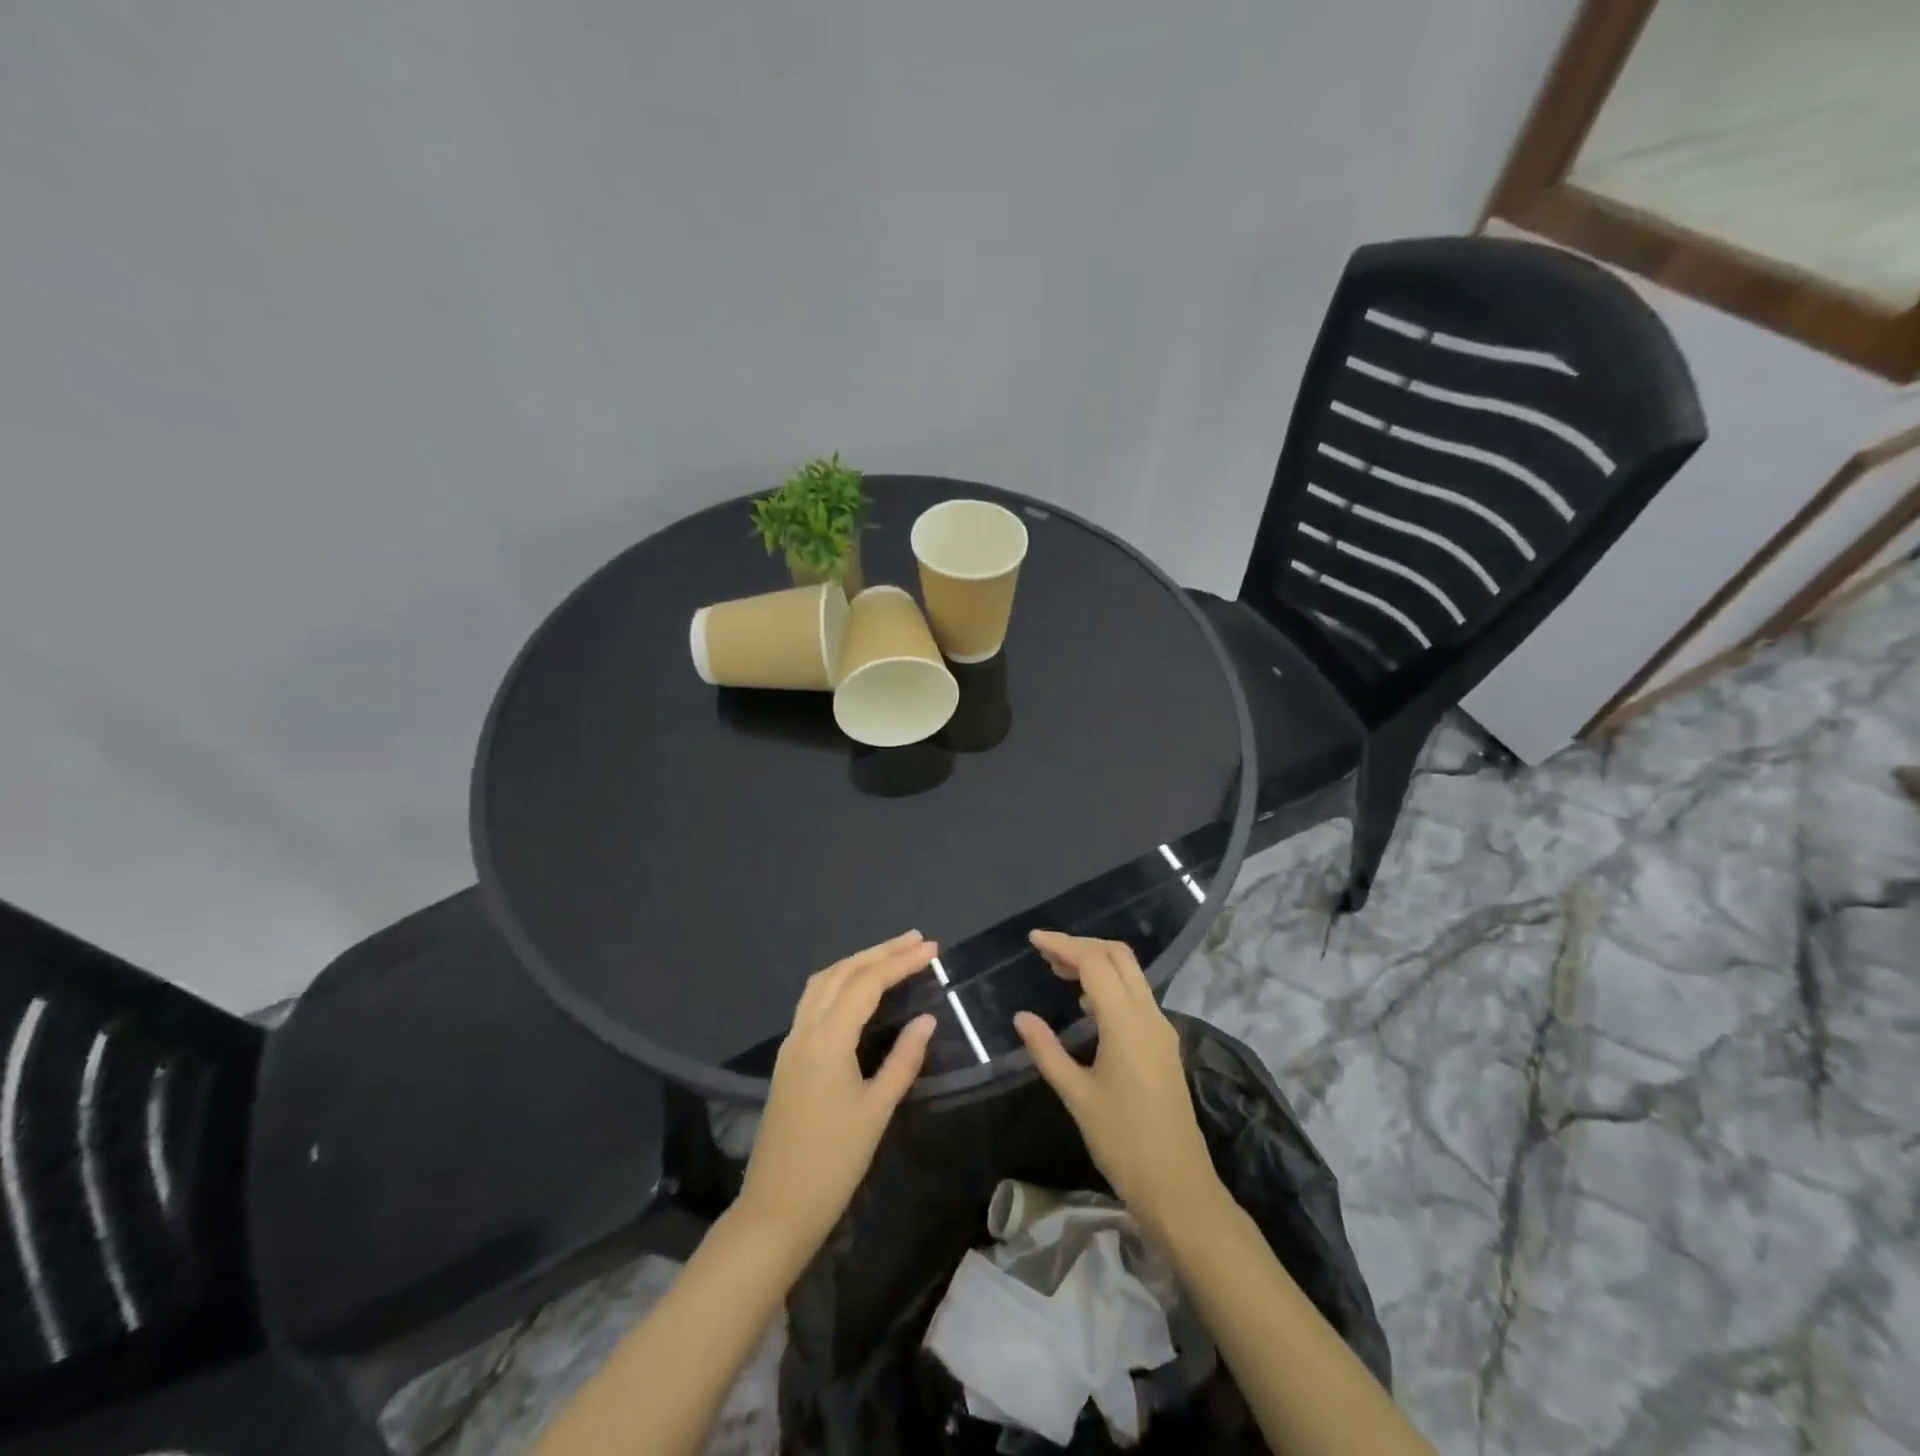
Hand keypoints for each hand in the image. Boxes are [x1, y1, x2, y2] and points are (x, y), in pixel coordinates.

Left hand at [737, 931, 937, 1259]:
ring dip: (857, 962)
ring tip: (890, 955)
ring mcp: (792, 1042)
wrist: (777, 1208)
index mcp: (827, 1040)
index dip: (900, 962)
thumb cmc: (833, 1163)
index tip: (932, 949)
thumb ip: (904, 1059)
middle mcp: (805, 1030)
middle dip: (880, 952)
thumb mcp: (877, 1110)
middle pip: (843, 973)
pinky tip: (857, 988)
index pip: (867, 983)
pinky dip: (840, 981)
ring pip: (823, 982)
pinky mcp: (788, 1057)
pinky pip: (813, 1000)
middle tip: (916, 940)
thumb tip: (926, 1020)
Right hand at [1014, 931, 1220, 1239]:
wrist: (1179, 1186)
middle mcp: (1149, 1016)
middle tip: (1045, 953)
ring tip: (1058, 972)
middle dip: (1082, 946)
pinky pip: (1136, 996)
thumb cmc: (1123, 1143)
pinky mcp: (1164, 1044)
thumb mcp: (1076, 1097)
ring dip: (1096, 963)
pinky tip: (1086, 1003)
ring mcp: (1161, 1029)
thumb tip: (1022, 1017)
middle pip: (1118, 956)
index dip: (1063, 944)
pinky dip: (1109, 984)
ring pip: (1130, 974)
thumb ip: (1047, 1051)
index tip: (1033, 939)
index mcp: (1126, 1023)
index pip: (1095, 962)